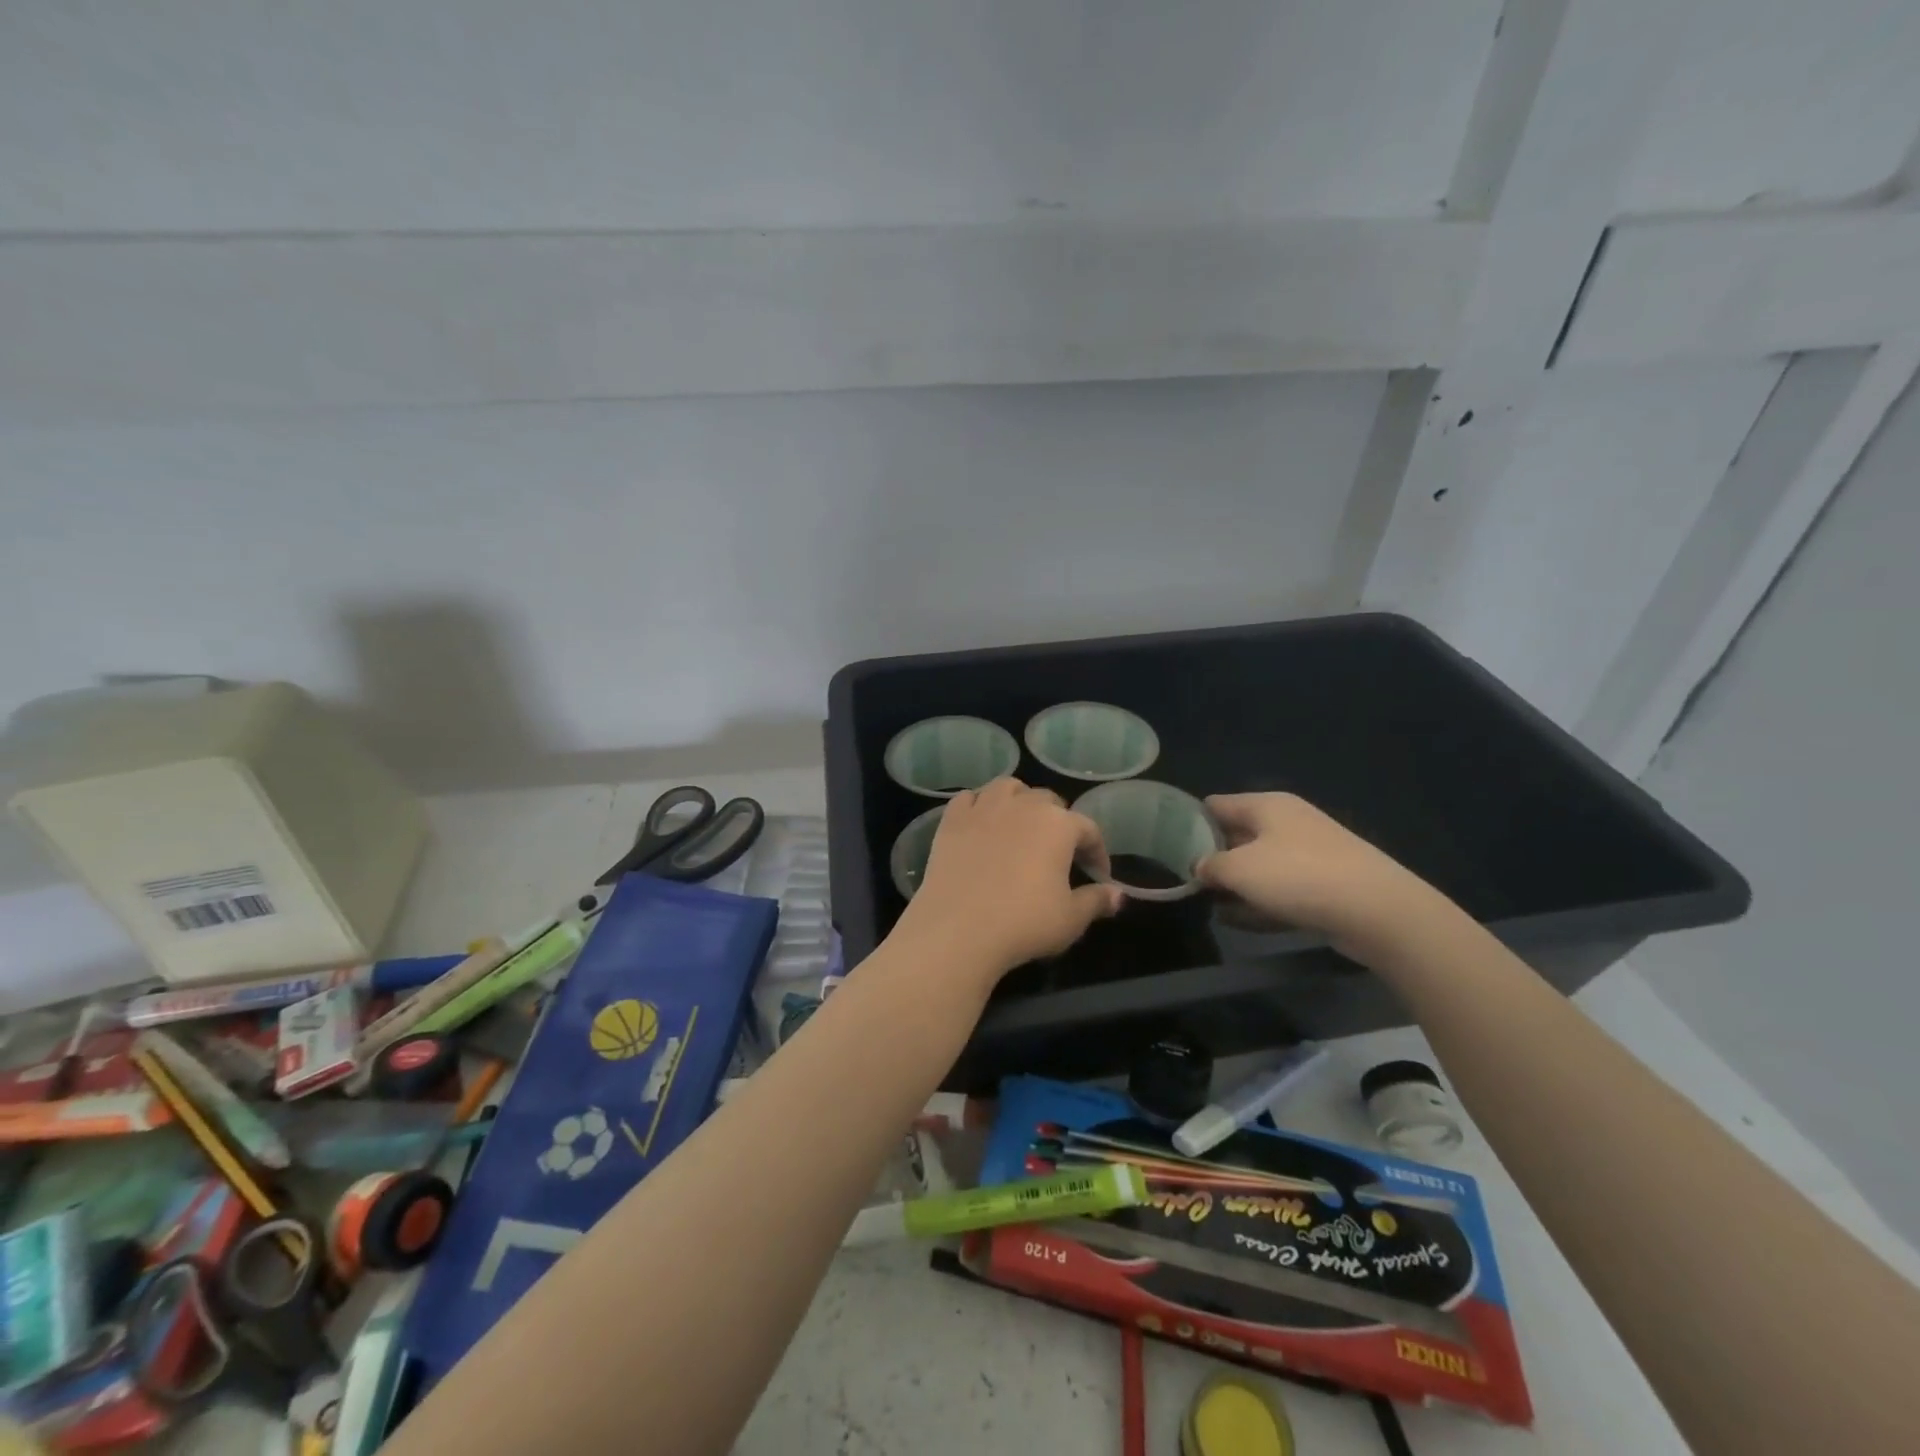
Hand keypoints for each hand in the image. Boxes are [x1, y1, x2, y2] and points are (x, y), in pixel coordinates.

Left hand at [894, 778, 1124, 981]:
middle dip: (1059, 823)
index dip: (1097, 852)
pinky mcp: (951, 820)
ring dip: (1019, 801)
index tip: (1098, 876)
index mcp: (1058, 824)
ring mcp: (983, 808)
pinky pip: (969, 799)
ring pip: (1008, 788)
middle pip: (1048, 801)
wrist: (957, 929)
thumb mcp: (1071, 919)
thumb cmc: (1024, 923)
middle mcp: (1022, 805)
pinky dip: (979, 806)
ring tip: (1021, 826)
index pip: (1088, 829)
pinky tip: (981, 823)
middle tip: (1059, 853)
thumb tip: (1118, 895)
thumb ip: (1097, 901)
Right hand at [1198, 793, 1453, 964]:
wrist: (1379, 912)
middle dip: (1211, 856)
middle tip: (1182, 878)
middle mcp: (1287, 822)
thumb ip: (1209, 866)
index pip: (1215, 804)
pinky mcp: (1324, 885)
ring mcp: (1309, 854)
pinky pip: (1280, 890)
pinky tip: (1236, 921)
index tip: (1166, 846)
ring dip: (1234, 883)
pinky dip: (1258, 902)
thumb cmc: (1299, 877)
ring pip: (1258, 865)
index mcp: (1266, 805)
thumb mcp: (1239, 870)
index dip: (1189, 822)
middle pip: (1236, 834)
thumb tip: (1199, 867)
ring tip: (1205, 903)